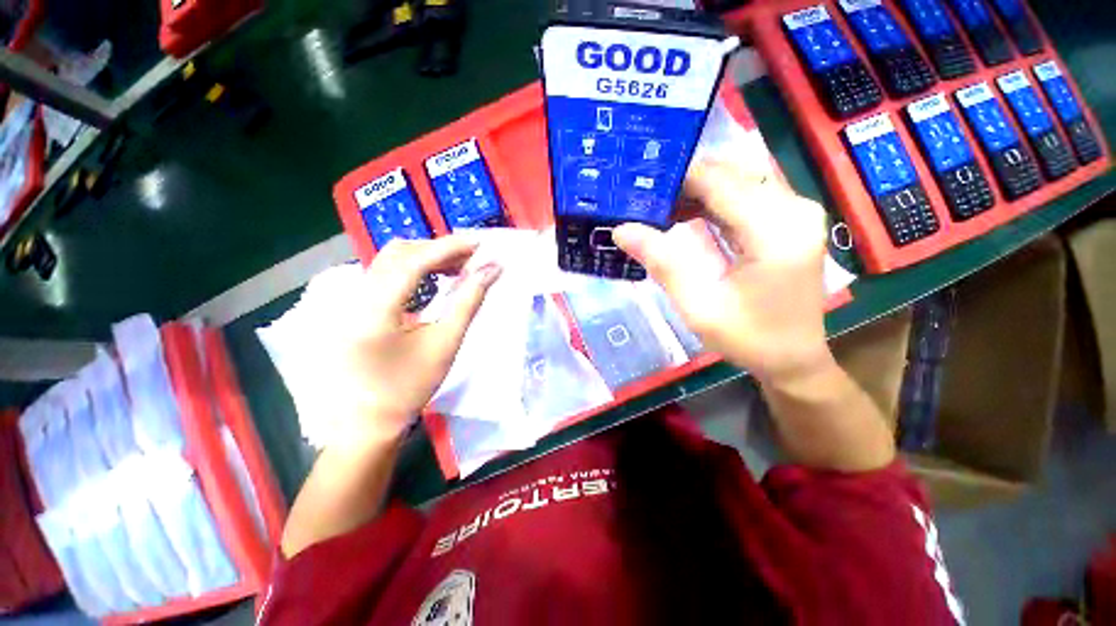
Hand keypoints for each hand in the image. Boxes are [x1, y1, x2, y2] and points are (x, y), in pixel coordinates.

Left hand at [334, 236, 500, 444]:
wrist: (368, 420)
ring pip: (390, 260)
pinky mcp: (355, 306)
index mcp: (374, 309)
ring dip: (427, 257)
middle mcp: (356, 296)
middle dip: (438, 249)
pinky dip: (414, 269)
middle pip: (398, 253)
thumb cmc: (409, 387)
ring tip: (459, 266)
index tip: (480, 243)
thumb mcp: (446, 343)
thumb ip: (469, 301)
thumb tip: (492, 270)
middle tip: (473, 257)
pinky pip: (386, 274)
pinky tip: (435, 278)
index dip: (449, 247)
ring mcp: (351, 300)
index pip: (413, 261)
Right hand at [613, 160, 831, 383]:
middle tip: (644, 199)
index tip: (638, 188)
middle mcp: (794, 209)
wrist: (793, 358)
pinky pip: (746, 195)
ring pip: (737, 180)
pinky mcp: (790, 220)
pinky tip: (686, 214)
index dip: (676, 179)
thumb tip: (621, 230)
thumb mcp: (698, 305)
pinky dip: (712, 201)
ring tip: (658, 208)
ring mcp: (796, 212)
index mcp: (775, 230)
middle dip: (683, 183)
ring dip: (696, 192)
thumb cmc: (748, 338)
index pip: (718, 181)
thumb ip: (662, 262)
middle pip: (729, 174)